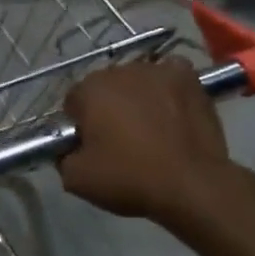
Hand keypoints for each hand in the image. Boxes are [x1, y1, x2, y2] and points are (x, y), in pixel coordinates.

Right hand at [59, 58, 231, 223]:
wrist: (192, 185)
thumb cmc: (130, 179)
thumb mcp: (76, 179)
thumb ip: (62, 156)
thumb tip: (68, 148)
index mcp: (90, 89)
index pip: (74, 102)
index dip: (80, 126)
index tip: (91, 147)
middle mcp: (121, 70)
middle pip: (105, 88)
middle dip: (108, 108)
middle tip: (119, 140)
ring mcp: (158, 70)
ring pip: (136, 81)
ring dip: (136, 98)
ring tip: (150, 129)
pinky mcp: (189, 78)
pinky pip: (169, 76)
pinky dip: (166, 89)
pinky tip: (171, 110)